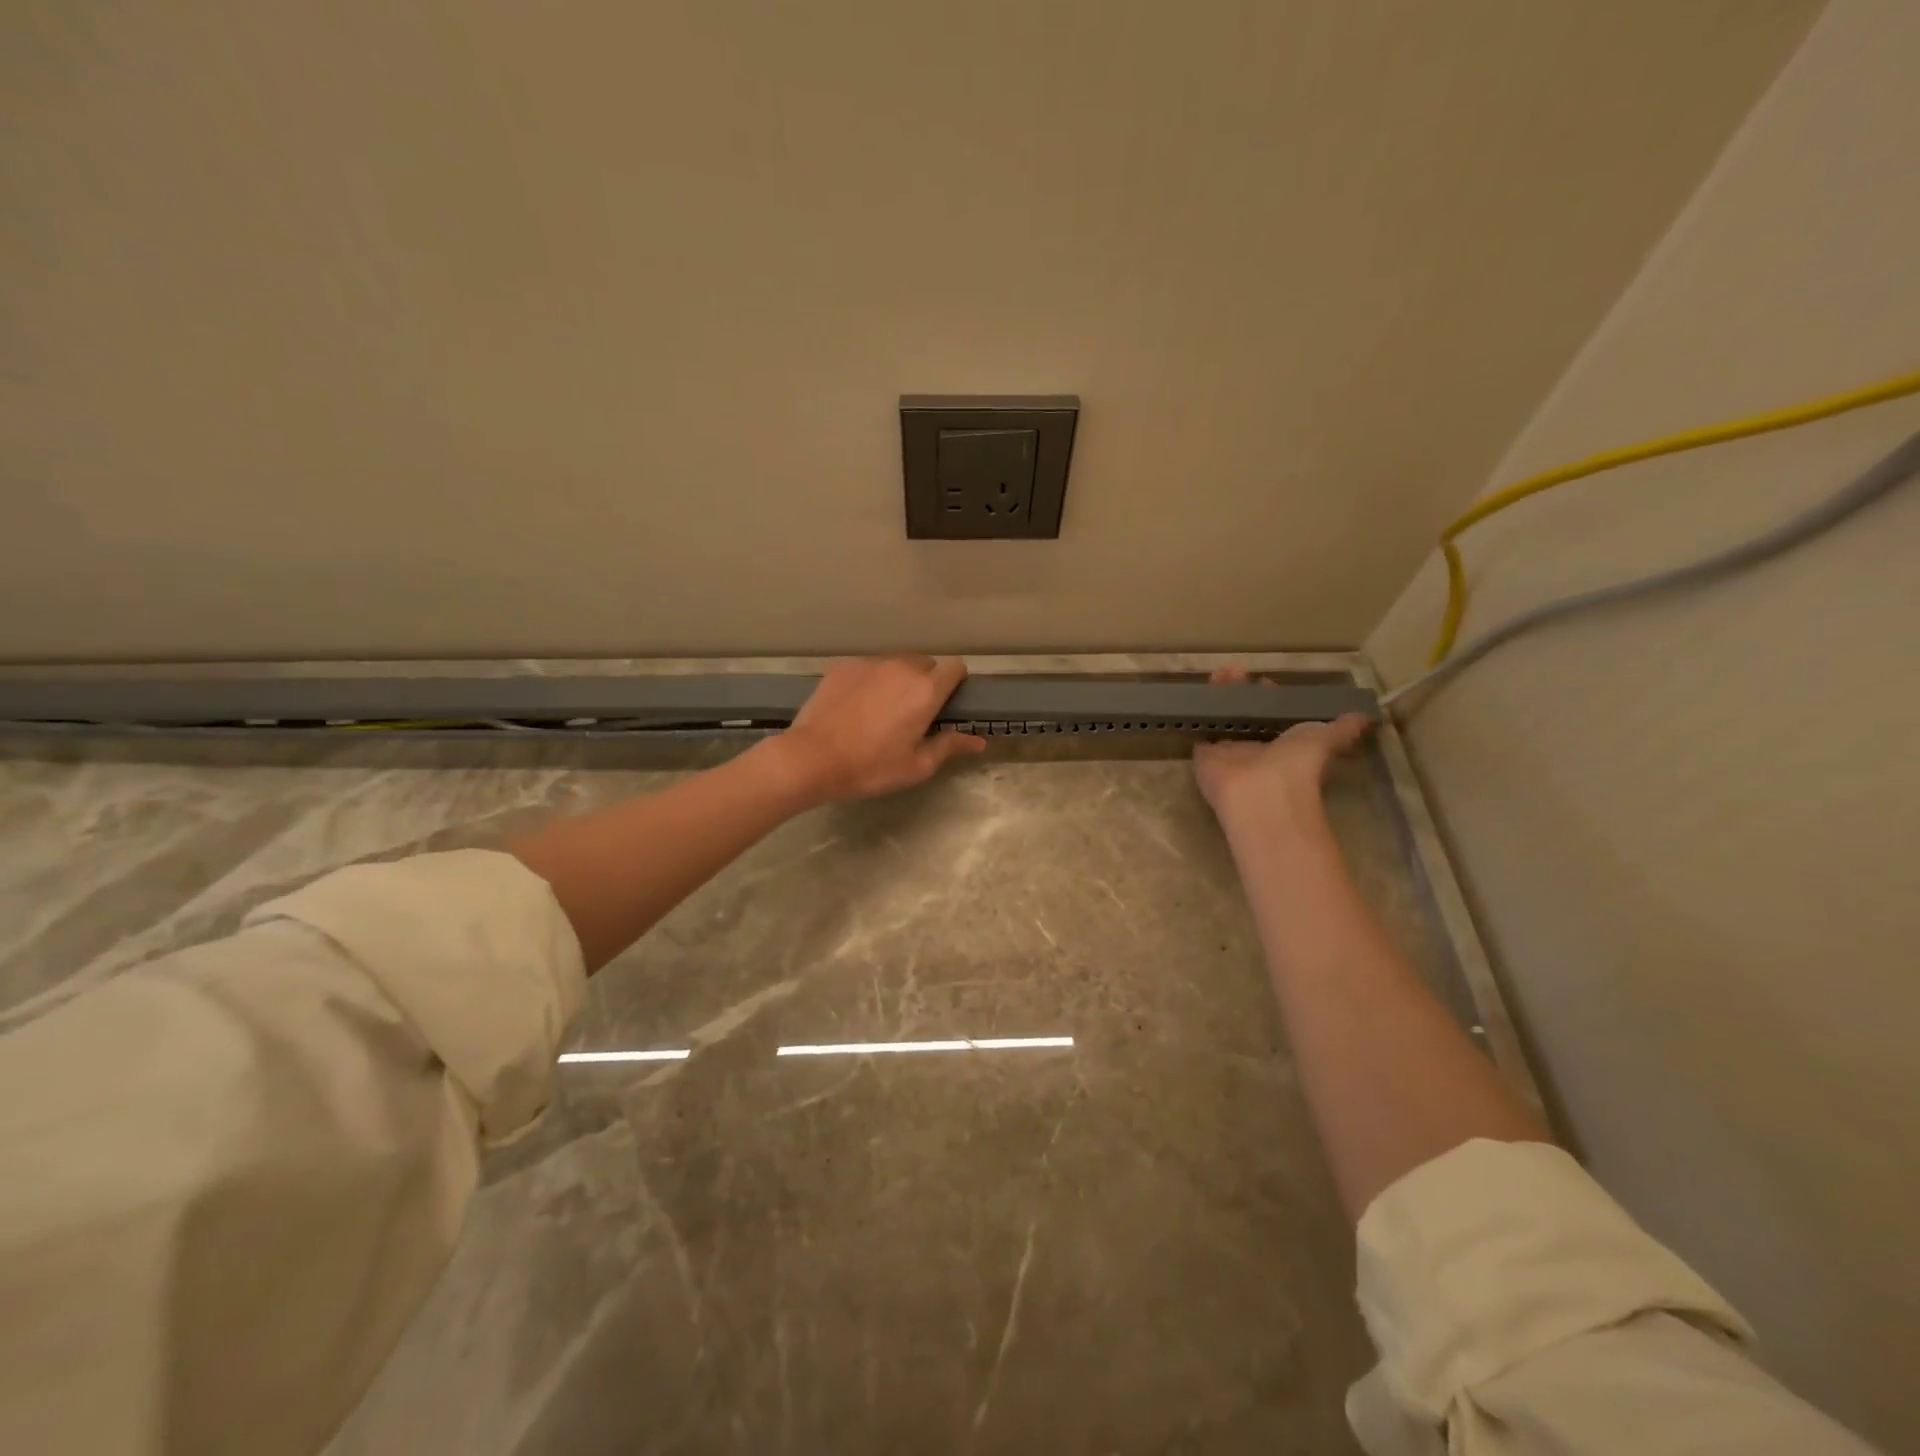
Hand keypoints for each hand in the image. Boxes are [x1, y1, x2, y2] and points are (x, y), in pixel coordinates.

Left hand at [778, 656, 985, 802]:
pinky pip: (869, 668)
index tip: (948, 703)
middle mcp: (902, 667)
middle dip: (926, 683)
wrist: (811, 757)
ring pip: (896, 664)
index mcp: (926, 690)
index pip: (956, 667)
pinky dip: (871, 681)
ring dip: (898, 680)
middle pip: (926, 664)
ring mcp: (870, 663)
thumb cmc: (871, 766)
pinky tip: (856, 707)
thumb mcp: (916, 766)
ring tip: (882, 710)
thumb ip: (949, 746)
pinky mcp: (844, 666)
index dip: (956, 683)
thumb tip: (978, 741)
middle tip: (914, 713)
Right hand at [1193, 667, 1370, 822]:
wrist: (1261, 792)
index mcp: (1285, 743)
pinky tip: (1194, 693)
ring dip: (1220, 695)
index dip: (1270, 696)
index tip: (1264, 681)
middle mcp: (1257, 747)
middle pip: (1246, 713)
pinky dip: (1196, 713)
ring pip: (1223, 718)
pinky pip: (1200, 731)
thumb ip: (1343, 728)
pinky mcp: (1205, 755)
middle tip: (1234, 670)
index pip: (1275, 714)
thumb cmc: (1297, 764)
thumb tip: (1366, 717)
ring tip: (1218, 673)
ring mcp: (1228, 751)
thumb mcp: (1328, 739)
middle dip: (1241, 691)